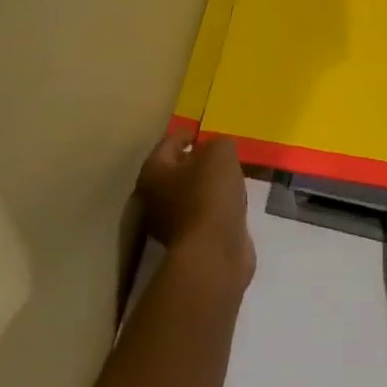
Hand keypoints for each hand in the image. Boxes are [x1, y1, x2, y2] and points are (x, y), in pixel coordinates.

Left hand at [138, 135, 254, 285]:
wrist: (213, 254)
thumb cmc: (209, 194)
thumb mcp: (220, 153)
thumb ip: (219, 143)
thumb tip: (218, 149)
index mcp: (153, 172)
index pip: (168, 143)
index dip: (187, 134)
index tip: (204, 132)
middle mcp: (154, 198)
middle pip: (176, 171)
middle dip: (196, 162)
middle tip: (220, 155)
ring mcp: (170, 224)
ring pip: (190, 195)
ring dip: (208, 187)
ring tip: (231, 177)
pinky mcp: (190, 243)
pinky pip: (204, 215)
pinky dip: (216, 208)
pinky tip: (233, 202)